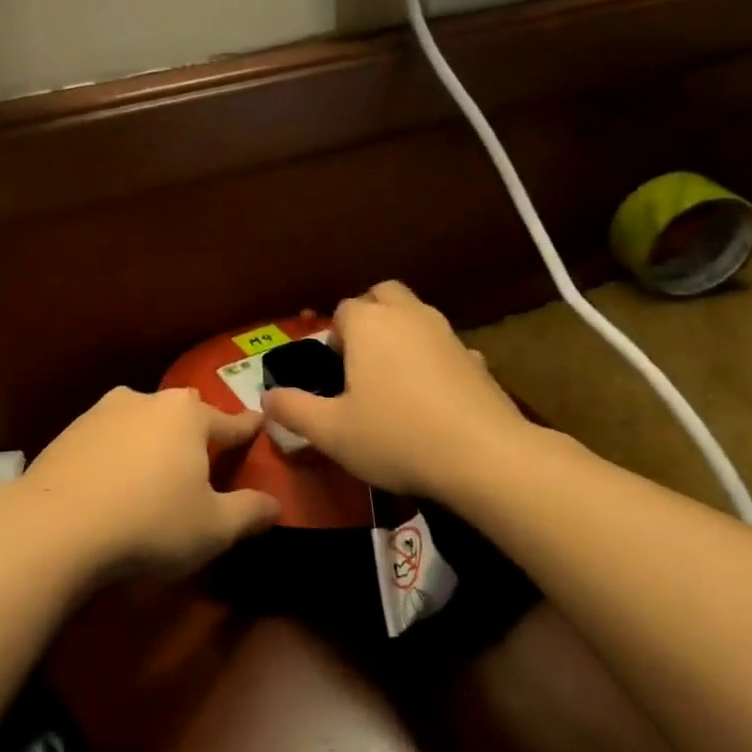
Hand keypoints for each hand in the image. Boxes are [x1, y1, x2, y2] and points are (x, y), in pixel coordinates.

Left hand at [14, 387, 280, 579]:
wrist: (56, 526)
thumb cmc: (150, 523)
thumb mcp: (213, 528)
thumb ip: (250, 512)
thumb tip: (275, 504)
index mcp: (187, 416)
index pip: (229, 423)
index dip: (247, 430)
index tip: (258, 425)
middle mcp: (147, 400)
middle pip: (182, 415)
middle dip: (195, 432)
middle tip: (201, 460)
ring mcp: (103, 412)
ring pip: (141, 421)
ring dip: (152, 441)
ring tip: (154, 473)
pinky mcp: (69, 431)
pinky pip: (108, 438)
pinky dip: (118, 453)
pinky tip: (114, 481)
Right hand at [263, 281, 534, 500]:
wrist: (484, 456)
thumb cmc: (395, 436)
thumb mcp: (331, 431)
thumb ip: (294, 410)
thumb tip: (267, 397)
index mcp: (369, 324)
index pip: (343, 309)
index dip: (333, 336)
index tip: (332, 370)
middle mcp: (409, 316)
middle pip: (384, 295)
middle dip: (370, 315)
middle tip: (360, 358)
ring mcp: (448, 334)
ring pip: (418, 316)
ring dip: (402, 333)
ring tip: (393, 377)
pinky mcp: (478, 359)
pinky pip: (446, 347)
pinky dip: (434, 359)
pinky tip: (432, 396)